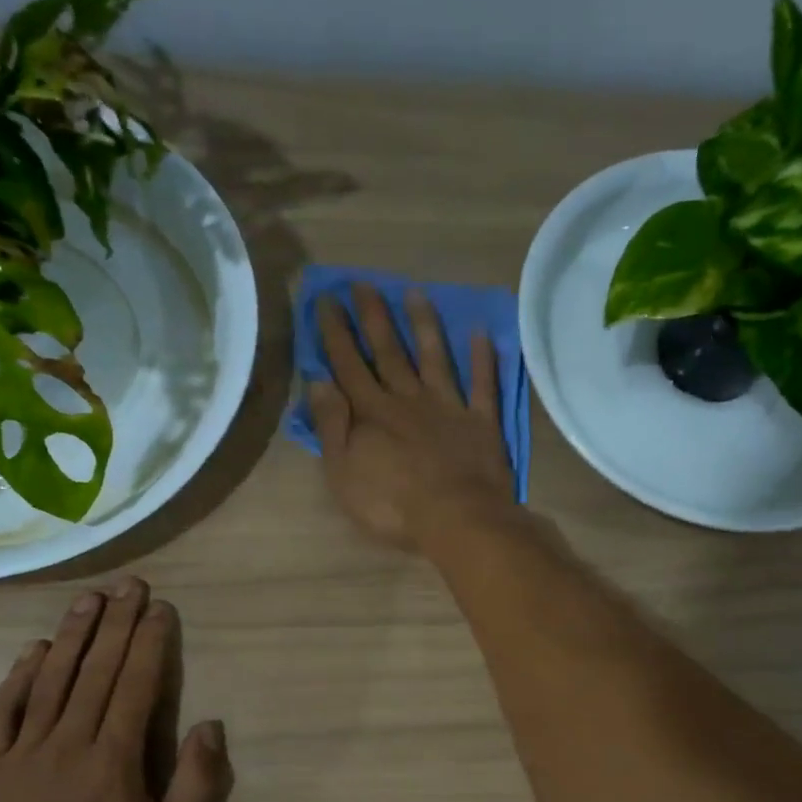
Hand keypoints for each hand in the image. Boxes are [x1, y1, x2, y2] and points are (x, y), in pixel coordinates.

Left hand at [0, 578, 233, 801]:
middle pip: (96, 671)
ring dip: (72, 635)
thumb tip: (209, 726)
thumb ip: (197, 790)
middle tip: (128, 585)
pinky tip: (32, 650)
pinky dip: (17, 677)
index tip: (159, 608)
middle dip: (116, 624)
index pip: (135, 686)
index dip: (149, 643)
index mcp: (114, 761)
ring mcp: (24, 754)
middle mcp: (68, 744)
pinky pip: (2, 712)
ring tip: (89, 599)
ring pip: (50, 681)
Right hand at [307, 283, 513, 551]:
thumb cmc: (392, 505)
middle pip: (389, 352)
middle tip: (364, 282)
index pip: (349, 365)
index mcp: (372, 413)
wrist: (456, 519)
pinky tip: (481, 333)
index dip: (336, 332)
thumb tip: (319, 381)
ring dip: (424, 325)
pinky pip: (482, 385)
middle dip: (374, 317)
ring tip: (415, 293)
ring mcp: (448, 408)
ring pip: (433, 358)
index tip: (327, 300)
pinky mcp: (480, 422)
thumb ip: (332, 426)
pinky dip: (483, 360)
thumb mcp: (344, 472)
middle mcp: (408, 400)